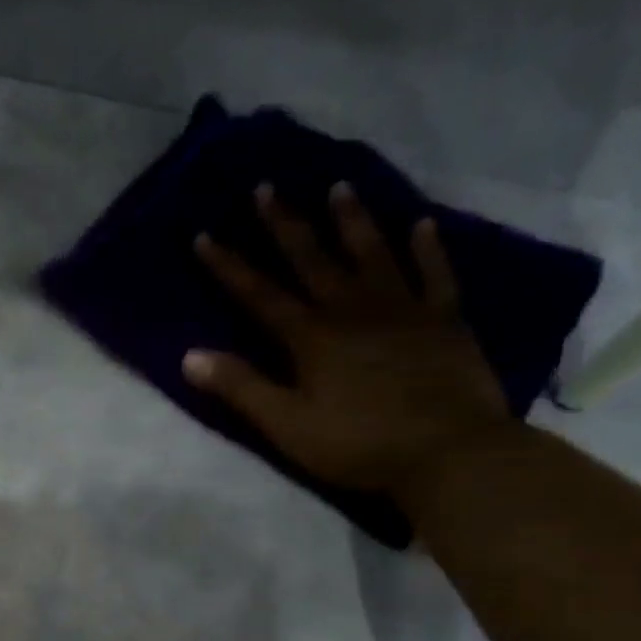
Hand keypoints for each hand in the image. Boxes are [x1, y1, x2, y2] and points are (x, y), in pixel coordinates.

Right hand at [183, 182, 509, 496]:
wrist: (450, 454)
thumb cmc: (359, 445)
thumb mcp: (287, 425)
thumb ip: (241, 388)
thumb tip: (189, 356)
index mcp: (312, 338)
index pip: (259, 295)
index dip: (229, 266)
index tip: (204, 235)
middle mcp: (353, 311)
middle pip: (313, 260)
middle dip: (285, 224)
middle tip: (266, 187)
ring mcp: (404, 311)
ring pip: (373, 254)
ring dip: (352, 221)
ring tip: (339, 186)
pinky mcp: (446, 321)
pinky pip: (436, 275)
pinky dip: (427, 248)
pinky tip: (422, 223)